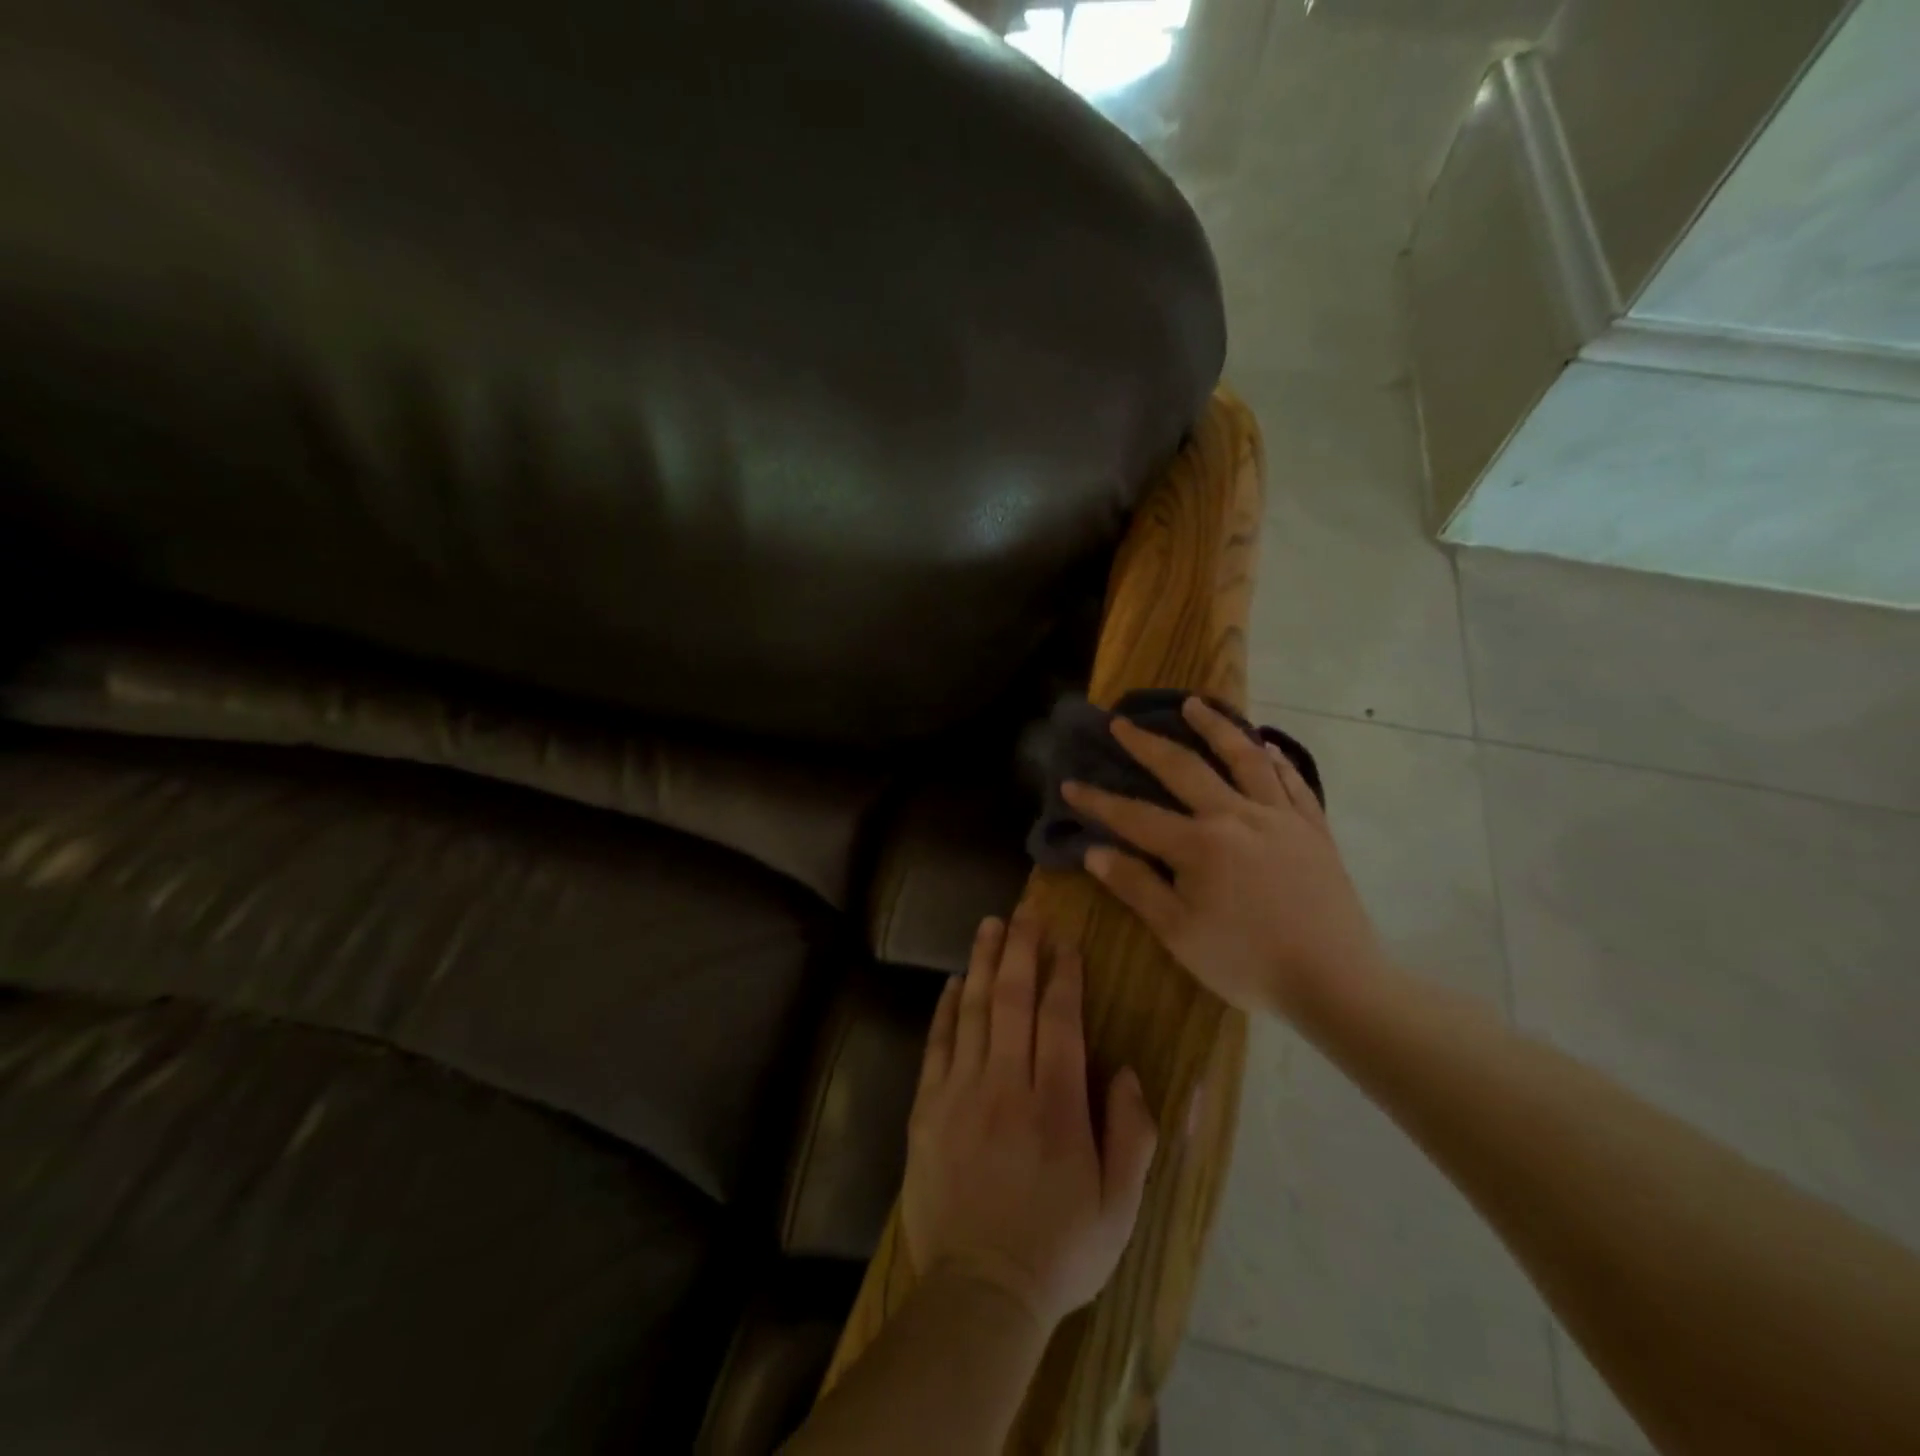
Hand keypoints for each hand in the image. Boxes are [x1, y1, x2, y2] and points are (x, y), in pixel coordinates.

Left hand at [902, 912, 1158, 1330]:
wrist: (979, 1293)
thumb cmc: (1058, 1251)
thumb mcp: (1120, 1208)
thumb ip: (1132, 1134)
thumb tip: (1125, 1070)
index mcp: (1056, 1107)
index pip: (1060, 1021)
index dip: (1064, 976)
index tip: (1066, 943)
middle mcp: (1006, 1086)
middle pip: (1013, 1000)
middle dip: (1021, 950)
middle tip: (1025, 913)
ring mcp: (961, 1093)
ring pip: (974, 1011)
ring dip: (984, 964)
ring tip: (991, 926)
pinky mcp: (928, 1109)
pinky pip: (938, 1045)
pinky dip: (946, 1009)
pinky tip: (954, 983)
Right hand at [1061, 696, 1381, 1016]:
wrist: (1336, 982)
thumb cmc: (1247, 963)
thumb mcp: (1179, 934)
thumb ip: (1136, 887)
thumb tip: (1094, 851)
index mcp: (1199, 845)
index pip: (1134, 816)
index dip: (1098, 801)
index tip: (1070, 783)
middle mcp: (1236, 816)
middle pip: (1184, 769)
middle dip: (1147, 744)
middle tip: (1122, 723)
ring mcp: (1280, 817)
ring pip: (1244, 758)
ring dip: (1215, 727)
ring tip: (1195, 703)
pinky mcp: (1313, 828)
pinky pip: (1292, 781)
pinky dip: (1274, 757)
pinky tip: (1264, 744)